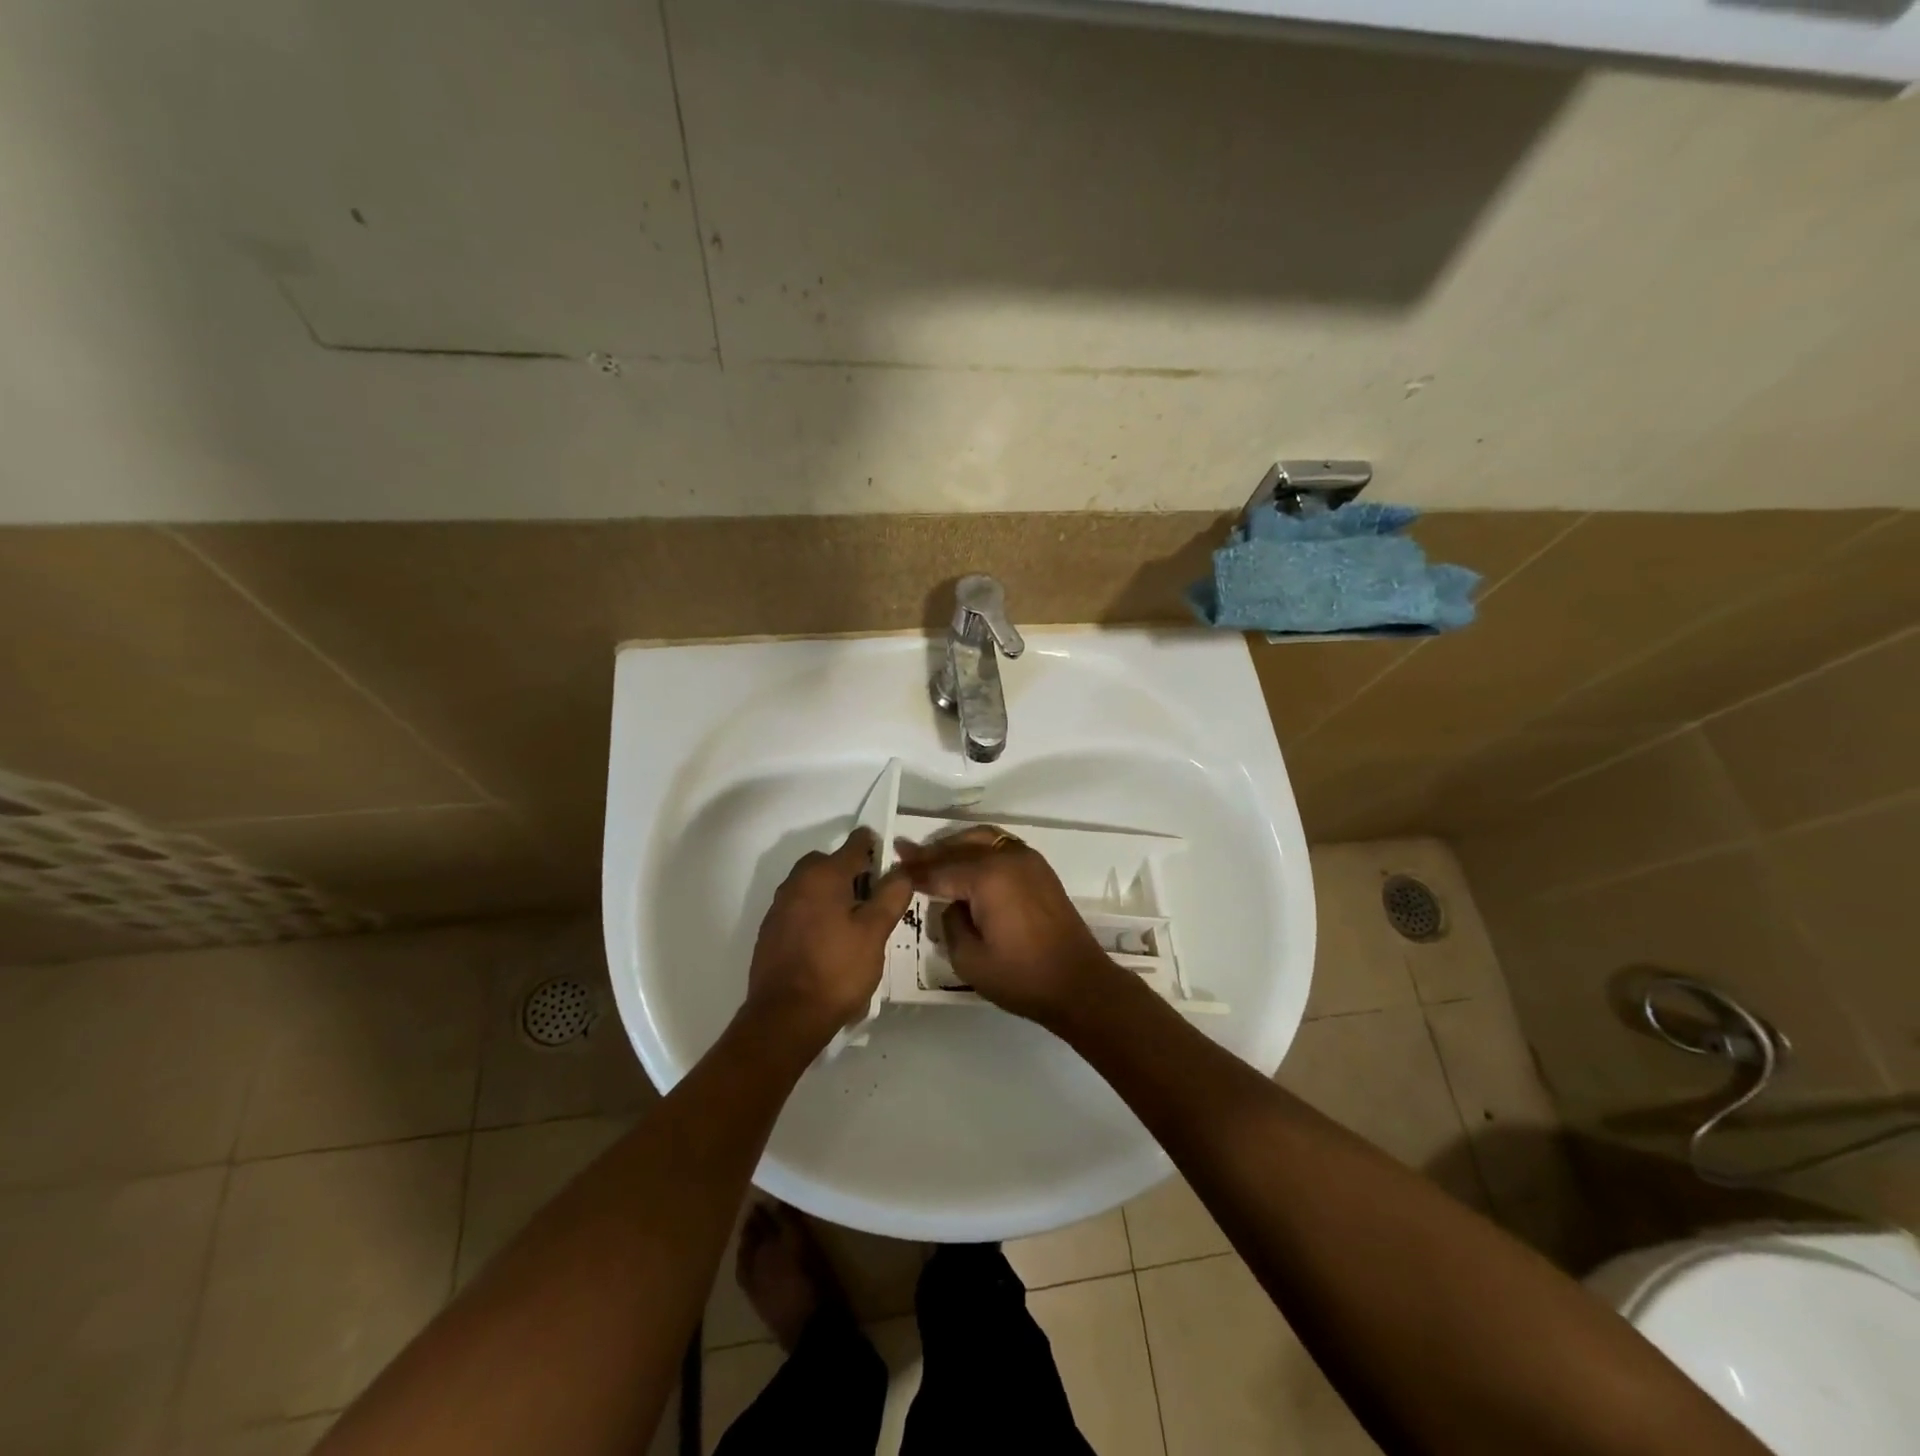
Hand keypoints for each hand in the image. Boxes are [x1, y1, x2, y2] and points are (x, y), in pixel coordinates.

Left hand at [746, 828, 913, 1044]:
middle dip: (851, 872)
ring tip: (854, 923)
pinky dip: (815, 913)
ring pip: (812, 886)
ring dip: (832, 893)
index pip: (855, 845)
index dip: (875, 847)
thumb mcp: (876, 932)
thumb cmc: (837, 970)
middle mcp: (796, 882)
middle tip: (874, 897)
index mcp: (823, 875)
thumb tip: (902, 870)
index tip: (891, 862)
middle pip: (829, 863)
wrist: (785, 1018)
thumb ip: (891, 895)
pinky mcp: (770, 931)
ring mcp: (779, 907)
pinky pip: (799, 908)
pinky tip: (829, 941)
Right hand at [893, 827, 1120, 1025]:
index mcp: (988, 877)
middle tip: (905, 852)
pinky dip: (978, 848)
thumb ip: (950, 923)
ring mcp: (1027, 859)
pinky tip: (966, 861)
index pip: (940, 870)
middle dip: (931, 852)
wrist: (1078, 984)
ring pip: (982, 839)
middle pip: (959, 847)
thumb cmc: (1021, 977)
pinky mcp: (1039, 869)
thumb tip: (952, 904)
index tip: (892, 866)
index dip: (914, 872)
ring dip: (955, 845)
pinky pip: (1000, 846)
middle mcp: (1007, 858)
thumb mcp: (969, 959)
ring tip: (932, 855)